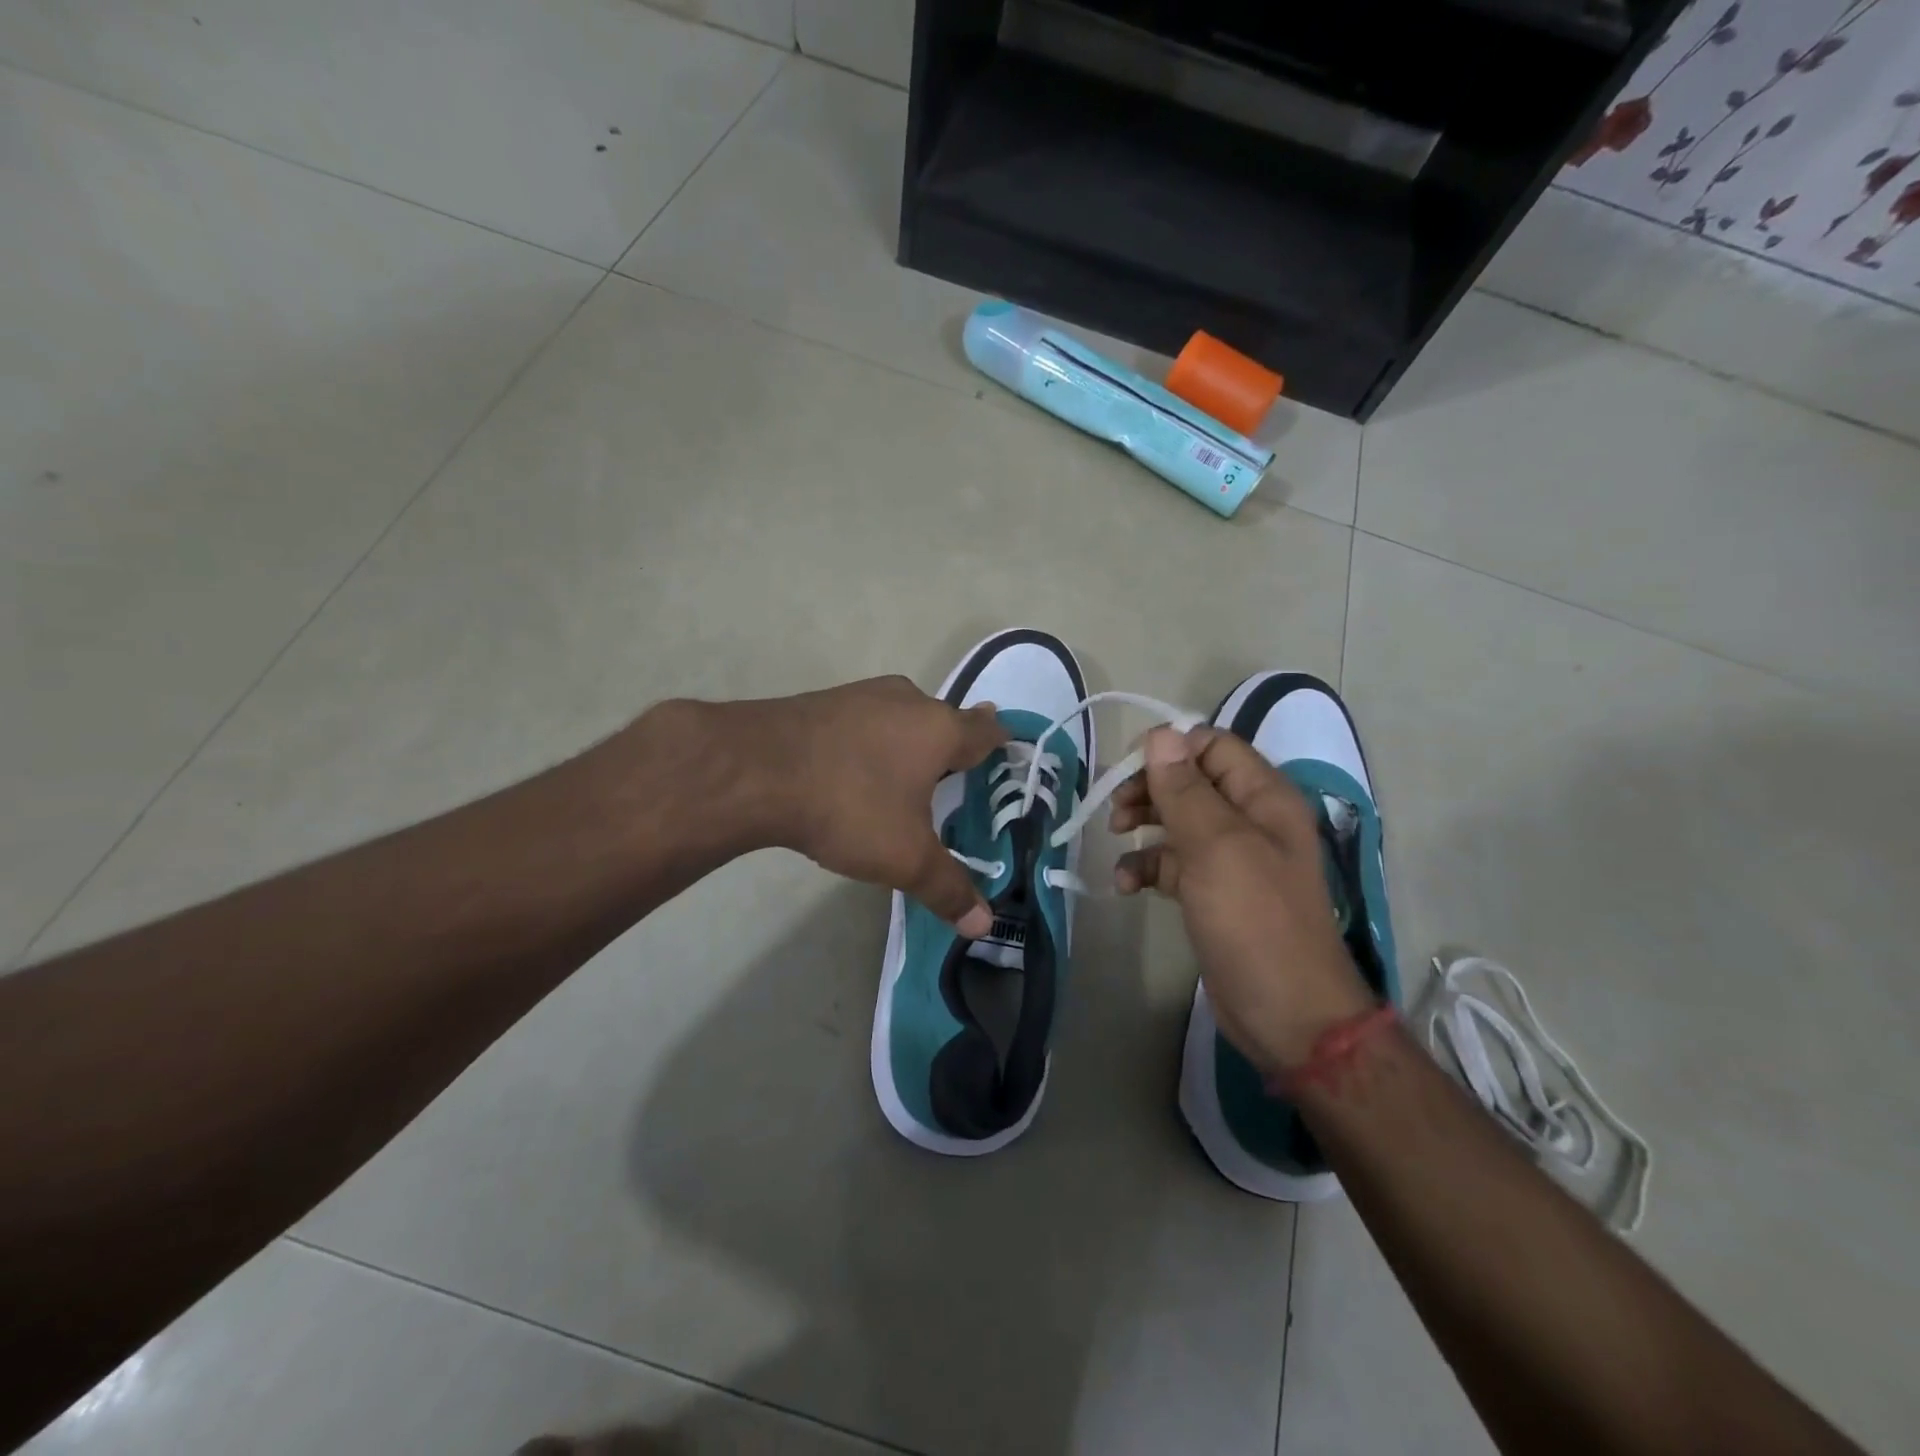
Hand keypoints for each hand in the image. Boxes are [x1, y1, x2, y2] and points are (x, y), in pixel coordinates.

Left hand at [714, 677, 1005, 935]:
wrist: (755, 770)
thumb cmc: (849, 807)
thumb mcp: (904, 858)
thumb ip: (947, 888)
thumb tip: (983, 924)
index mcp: (939, 729)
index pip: (986, 729)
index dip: (999, 741)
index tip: (1004, 753)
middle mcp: (907, 700)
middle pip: (943, 720)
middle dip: (950, 747)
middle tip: (952, 779)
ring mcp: (862, 695)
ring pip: (901, 716)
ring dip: (908, 742)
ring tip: (904, 777)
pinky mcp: (824, 701)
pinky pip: (864, 721)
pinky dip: (870, 742)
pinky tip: (853, 770)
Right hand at [1110, 726, 1372, 1073]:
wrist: (1288, 1014)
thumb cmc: (1255, 922)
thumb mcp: (1216, 847)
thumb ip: (1185, 789)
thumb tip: (1160, 734)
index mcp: (1264, 797)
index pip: (1212, 746)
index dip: (1168, 749)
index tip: (1126, 769)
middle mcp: (1250, 820)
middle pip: (1190, 781)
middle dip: (1149, 788)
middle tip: (1116, 810)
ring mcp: (1232, 858)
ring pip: (1177, 821)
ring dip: (1143, 825)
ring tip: (1115, 839)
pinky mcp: (1213, 892)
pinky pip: (1172, 863)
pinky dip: (1146, 867)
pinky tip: (1125, 885)